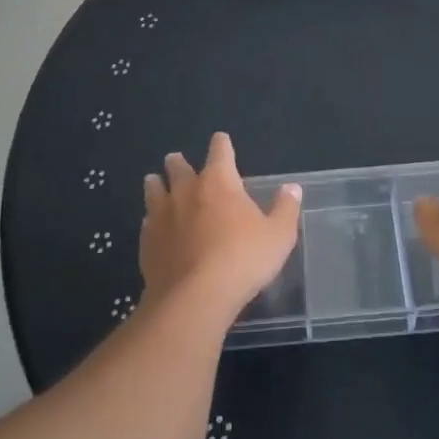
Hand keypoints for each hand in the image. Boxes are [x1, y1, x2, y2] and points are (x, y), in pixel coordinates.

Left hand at [140, 133, 301, 321]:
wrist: (195, 297)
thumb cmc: (243, 259)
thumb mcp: (279, 235)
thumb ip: (285, 209)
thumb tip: (292, 187)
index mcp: (219, 182)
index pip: (220, 151)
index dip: (222, 144)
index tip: (221, 140)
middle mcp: (186, 191)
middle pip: (178, 167)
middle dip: (179, 162)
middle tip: (176, 160)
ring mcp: (162, 216)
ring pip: (154, 190)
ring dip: (156, 184)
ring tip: (154, 182)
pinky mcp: (147, 242)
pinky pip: (147, 223)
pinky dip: (151, 220)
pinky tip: (152, 226)